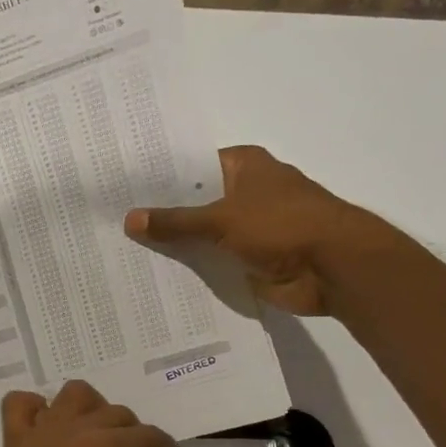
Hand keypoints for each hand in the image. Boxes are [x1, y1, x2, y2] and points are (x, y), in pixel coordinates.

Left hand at [0, 382, 189, 446]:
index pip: (150, 436)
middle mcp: (76, 430)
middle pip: (117, 414)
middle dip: (135, 436)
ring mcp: (42, 433)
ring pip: (75, 395)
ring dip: (94, 408)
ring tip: (99, 438)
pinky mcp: (14, 444)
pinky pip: (21, 405)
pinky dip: (36, 407)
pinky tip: (48, 427)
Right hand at [124, 145, 366, 315]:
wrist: (332, 268)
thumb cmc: (281, 225)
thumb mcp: (221, 219)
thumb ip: (176, 222)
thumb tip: (130, 219)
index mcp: (243, 166)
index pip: (190, 167)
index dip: (158, 178)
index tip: (121, 190)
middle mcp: (245, 193)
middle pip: (195, 203)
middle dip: (162, 216)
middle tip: (113, 225)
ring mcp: (248, 229)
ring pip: (203, 237)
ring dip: (176, 247)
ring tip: (125, 254)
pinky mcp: (250, 261)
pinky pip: (213, 264)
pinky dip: (193, 271)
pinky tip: (157, 279)